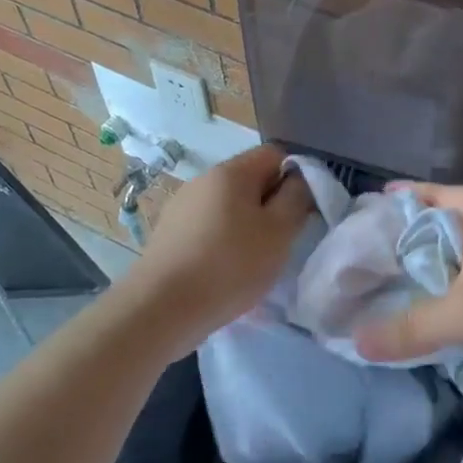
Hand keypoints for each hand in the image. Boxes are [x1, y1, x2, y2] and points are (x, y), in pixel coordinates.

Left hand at [120, 145, 315, 356]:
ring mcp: (182, 206)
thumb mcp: (279, 232)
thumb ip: (297, 198)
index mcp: (231, 171)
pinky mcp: (169, 234)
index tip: (303, 210)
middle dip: (272, 205)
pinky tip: (225, 272)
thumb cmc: (230, 265)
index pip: (275, 154)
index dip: (296, 176)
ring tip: (254, 261)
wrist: (160, 309)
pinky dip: (224, 242)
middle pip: (251, 180)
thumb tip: (300, 180)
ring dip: (248, 226)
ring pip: (229, 206)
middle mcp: (203, 179)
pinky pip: (209, 227)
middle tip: (282, 240)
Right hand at [351, 184, 462, 384]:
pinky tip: (451, 309)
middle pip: (449, 224)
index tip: (364, 217)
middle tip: (375, 261)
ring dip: (444, 270)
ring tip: (405, 288)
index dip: (396, 205)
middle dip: (415, 243)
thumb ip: (411, 328)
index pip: (429, 196)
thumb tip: (357, 342)